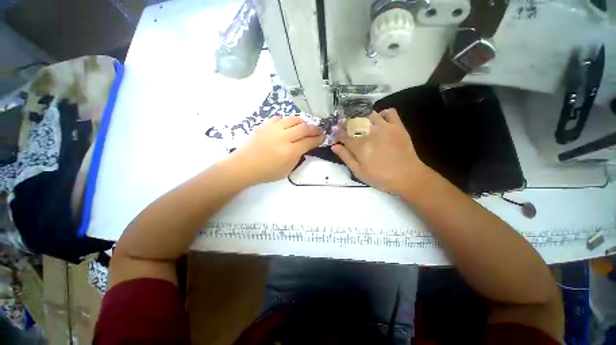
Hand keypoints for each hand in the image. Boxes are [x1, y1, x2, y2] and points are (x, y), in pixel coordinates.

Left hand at [224, 116, 324, 185]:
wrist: (244, 166)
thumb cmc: (267, 172)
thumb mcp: (287, 170)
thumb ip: (298, 157)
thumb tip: (304, 146)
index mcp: (290, 151)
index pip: (309, 141)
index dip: (318, 139)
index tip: (323, 137)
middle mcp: (283, 137)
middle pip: (304, 127)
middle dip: (314, 129)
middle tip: (318, 131)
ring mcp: (273, 129)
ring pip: (293, 119)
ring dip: (302, 122)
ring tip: (305, 127)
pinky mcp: (265, 125)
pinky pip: (280, 118)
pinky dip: (287, 121)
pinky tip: (288, 126)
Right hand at [332, 109, 429, 194]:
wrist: (408, 177)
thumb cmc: (381, 177)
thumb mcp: (359, 172)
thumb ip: (346, 157)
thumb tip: (334, 146)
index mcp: (360, 146)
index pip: (344, 135)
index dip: (338, 133)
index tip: (335, 133)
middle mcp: (371, 133)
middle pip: (355, 122)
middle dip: (347, 124)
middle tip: (346, 128)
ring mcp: (385, 127)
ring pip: (369, 115)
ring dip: (363, 118)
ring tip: (362, 124)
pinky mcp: (397, 126)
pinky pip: (389, 112)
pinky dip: (382, 113)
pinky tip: (379, 121)